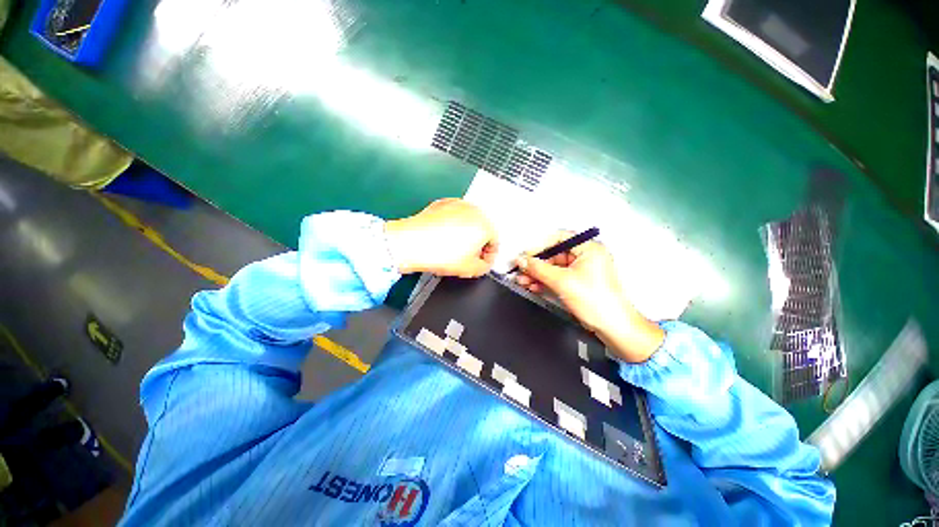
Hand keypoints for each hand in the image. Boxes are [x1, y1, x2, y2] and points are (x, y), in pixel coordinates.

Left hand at [385, 198, 497, 277]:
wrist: (411, 242)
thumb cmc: (440, 254)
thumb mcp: (470, 269)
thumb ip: (485, 267)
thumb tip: (484, 263)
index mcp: (485, 224)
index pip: (495, 242)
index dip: (489, 257)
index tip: (482, 263)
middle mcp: (474, 210)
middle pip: (482, 230)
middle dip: (478, 245)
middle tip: (468, 258)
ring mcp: (457, 204)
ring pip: (468, 222)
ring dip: (465, 235)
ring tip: (454, 249)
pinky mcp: (443, 203)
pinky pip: (454, 217)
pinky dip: (453, 226)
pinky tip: (443, 238)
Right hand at [514, 233, 663, 362]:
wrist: (612, 326)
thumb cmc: (598, 301)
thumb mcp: (562, 281)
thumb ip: (538, 268)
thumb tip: (522, 260)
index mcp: (589, 248)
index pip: (559, 238)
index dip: (539, 246)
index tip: (525, 255)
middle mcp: (587, 256)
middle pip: (554, 254)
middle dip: (536, 264)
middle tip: (521, 268)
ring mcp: (582, 270)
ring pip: (554, 267)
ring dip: (537, 273)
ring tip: (523, 279)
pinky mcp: (578, 283)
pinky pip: (557, 277)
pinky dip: (545, 281)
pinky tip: (533, 285)